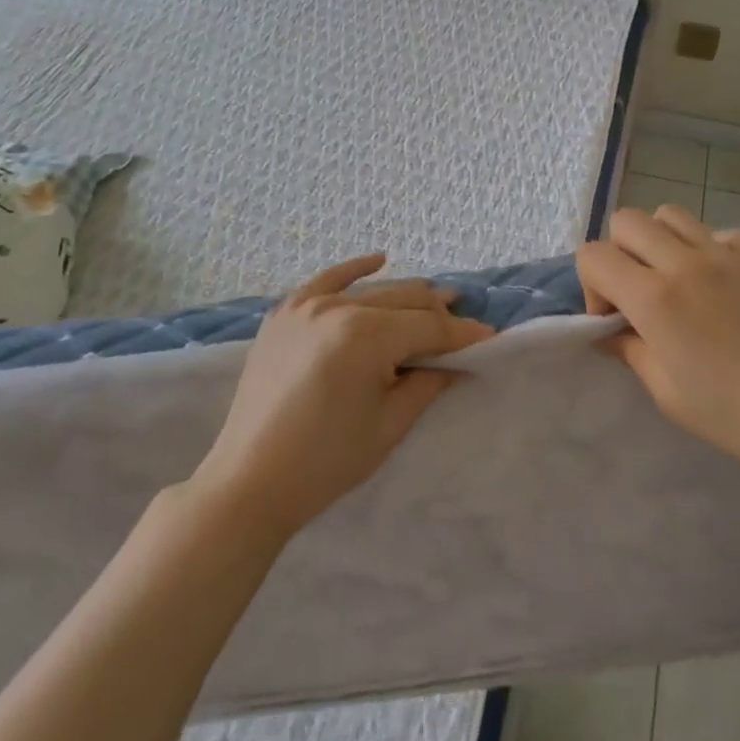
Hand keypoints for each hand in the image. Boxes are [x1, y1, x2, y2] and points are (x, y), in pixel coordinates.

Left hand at [189, 255, 492, 538]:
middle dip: (438, 312)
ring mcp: (306, 306)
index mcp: (365, 336)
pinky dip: (355, 269)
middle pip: (403, 300)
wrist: (250, 480)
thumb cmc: (326, 462)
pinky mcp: (284, 314)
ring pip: (371, 291)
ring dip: (406, 295)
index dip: (462, 334)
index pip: (428, 327)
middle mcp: (337, 308)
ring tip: (438, 297)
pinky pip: (327, 280)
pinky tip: (380, 260)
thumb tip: (455, 362)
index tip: (489, 338)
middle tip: (465, 322)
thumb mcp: (389, 425)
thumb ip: (427, 383)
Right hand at [577, 205, 739, 486]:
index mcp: (654, 297)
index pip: (594, 256)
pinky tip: (721, 286)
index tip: (614, 321)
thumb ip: (632, 352)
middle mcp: (683, 261)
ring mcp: (725, 252)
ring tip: (676, 283)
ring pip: (669, 214)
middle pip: (626, 221)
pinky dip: (704, 249)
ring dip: (658, 242)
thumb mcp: (670, 395)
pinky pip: (715, 232)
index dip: (591, 286)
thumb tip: (609, 334)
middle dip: (619, 254)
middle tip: (639, 297)